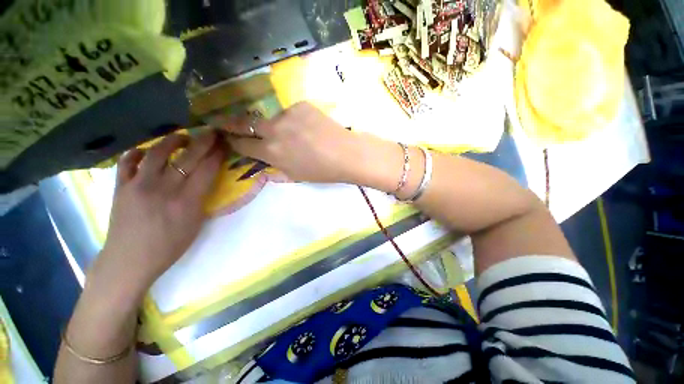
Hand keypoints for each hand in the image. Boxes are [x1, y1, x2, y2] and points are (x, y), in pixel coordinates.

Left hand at [93, 131, 224, 292]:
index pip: (207, 170)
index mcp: (187, 202)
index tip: (225, 144)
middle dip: (203, 141)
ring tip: (182, 137)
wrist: (129, 260)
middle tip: (211, 132)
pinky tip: (146, 152)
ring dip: (172, 140)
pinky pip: (127, 161)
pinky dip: (137, 152)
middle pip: (187, 157)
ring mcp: (138, 185)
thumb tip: (206, 178)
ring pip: (156, 152)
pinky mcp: (120, 187)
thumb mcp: (195, 224)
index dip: (218, 154)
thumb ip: (201, 199)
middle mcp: (164, 189)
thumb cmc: (169, 246)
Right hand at [223, 102, 365, 183]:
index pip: (242, 144)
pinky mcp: (301, 105)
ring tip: (294, 134)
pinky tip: (307, 127)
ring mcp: (287, 114)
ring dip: (276, 125)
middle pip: (244, 123)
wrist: (347, 154)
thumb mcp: (295, 175)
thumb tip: (263, 157)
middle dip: (231, 123)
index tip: (228, 138)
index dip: (233, 142)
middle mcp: (274, 130)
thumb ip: (275, 165)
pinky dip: (294, 120)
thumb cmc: (322, 171)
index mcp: (272, 152)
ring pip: (272, 118)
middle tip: (222, 121)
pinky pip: (291, 112)